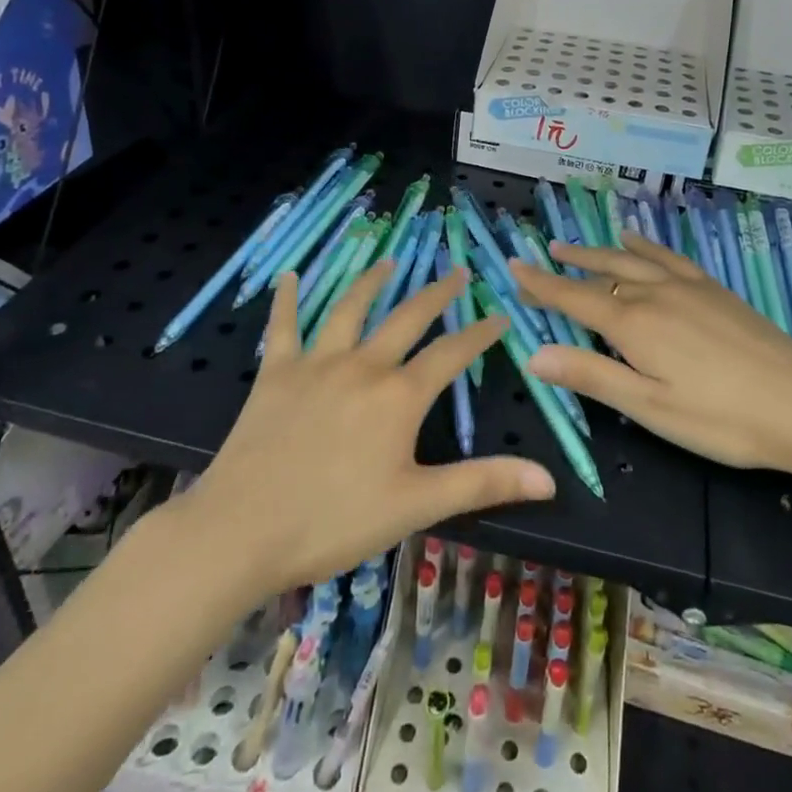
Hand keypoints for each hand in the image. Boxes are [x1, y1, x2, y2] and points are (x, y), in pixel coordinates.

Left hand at [157, 264, 554, 598]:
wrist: (241, 530)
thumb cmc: (334, 522)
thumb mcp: (417, 506)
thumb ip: (483, 483)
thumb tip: (549, 478)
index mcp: (399, 396)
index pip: (452, 354)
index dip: (480, 334)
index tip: (500, 316)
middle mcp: (363, 365)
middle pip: (407, 317)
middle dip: (437, 294)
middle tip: (457, 272)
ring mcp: (317, 363)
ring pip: (350, 308)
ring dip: (373, 281)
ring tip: (390, 261)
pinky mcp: (276, 372)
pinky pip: (284, 326)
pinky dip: (288, 299)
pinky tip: (290, 275)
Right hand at [510, 235, 791, 476]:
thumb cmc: (722, 418)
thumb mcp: (650, 407)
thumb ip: (592, 377)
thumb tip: (533, 354)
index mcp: (634, 325)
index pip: (574, 299)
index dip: (542, 285)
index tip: (514, 267)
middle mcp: (655, 294)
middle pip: (601, 271)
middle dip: (568, 265)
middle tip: (542, 254)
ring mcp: (688, 288)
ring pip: (632, 259)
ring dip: (600, 250)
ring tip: (576, 244)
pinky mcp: (714, 290)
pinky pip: (669, 257)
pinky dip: (646, 246)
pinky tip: (639, 241)